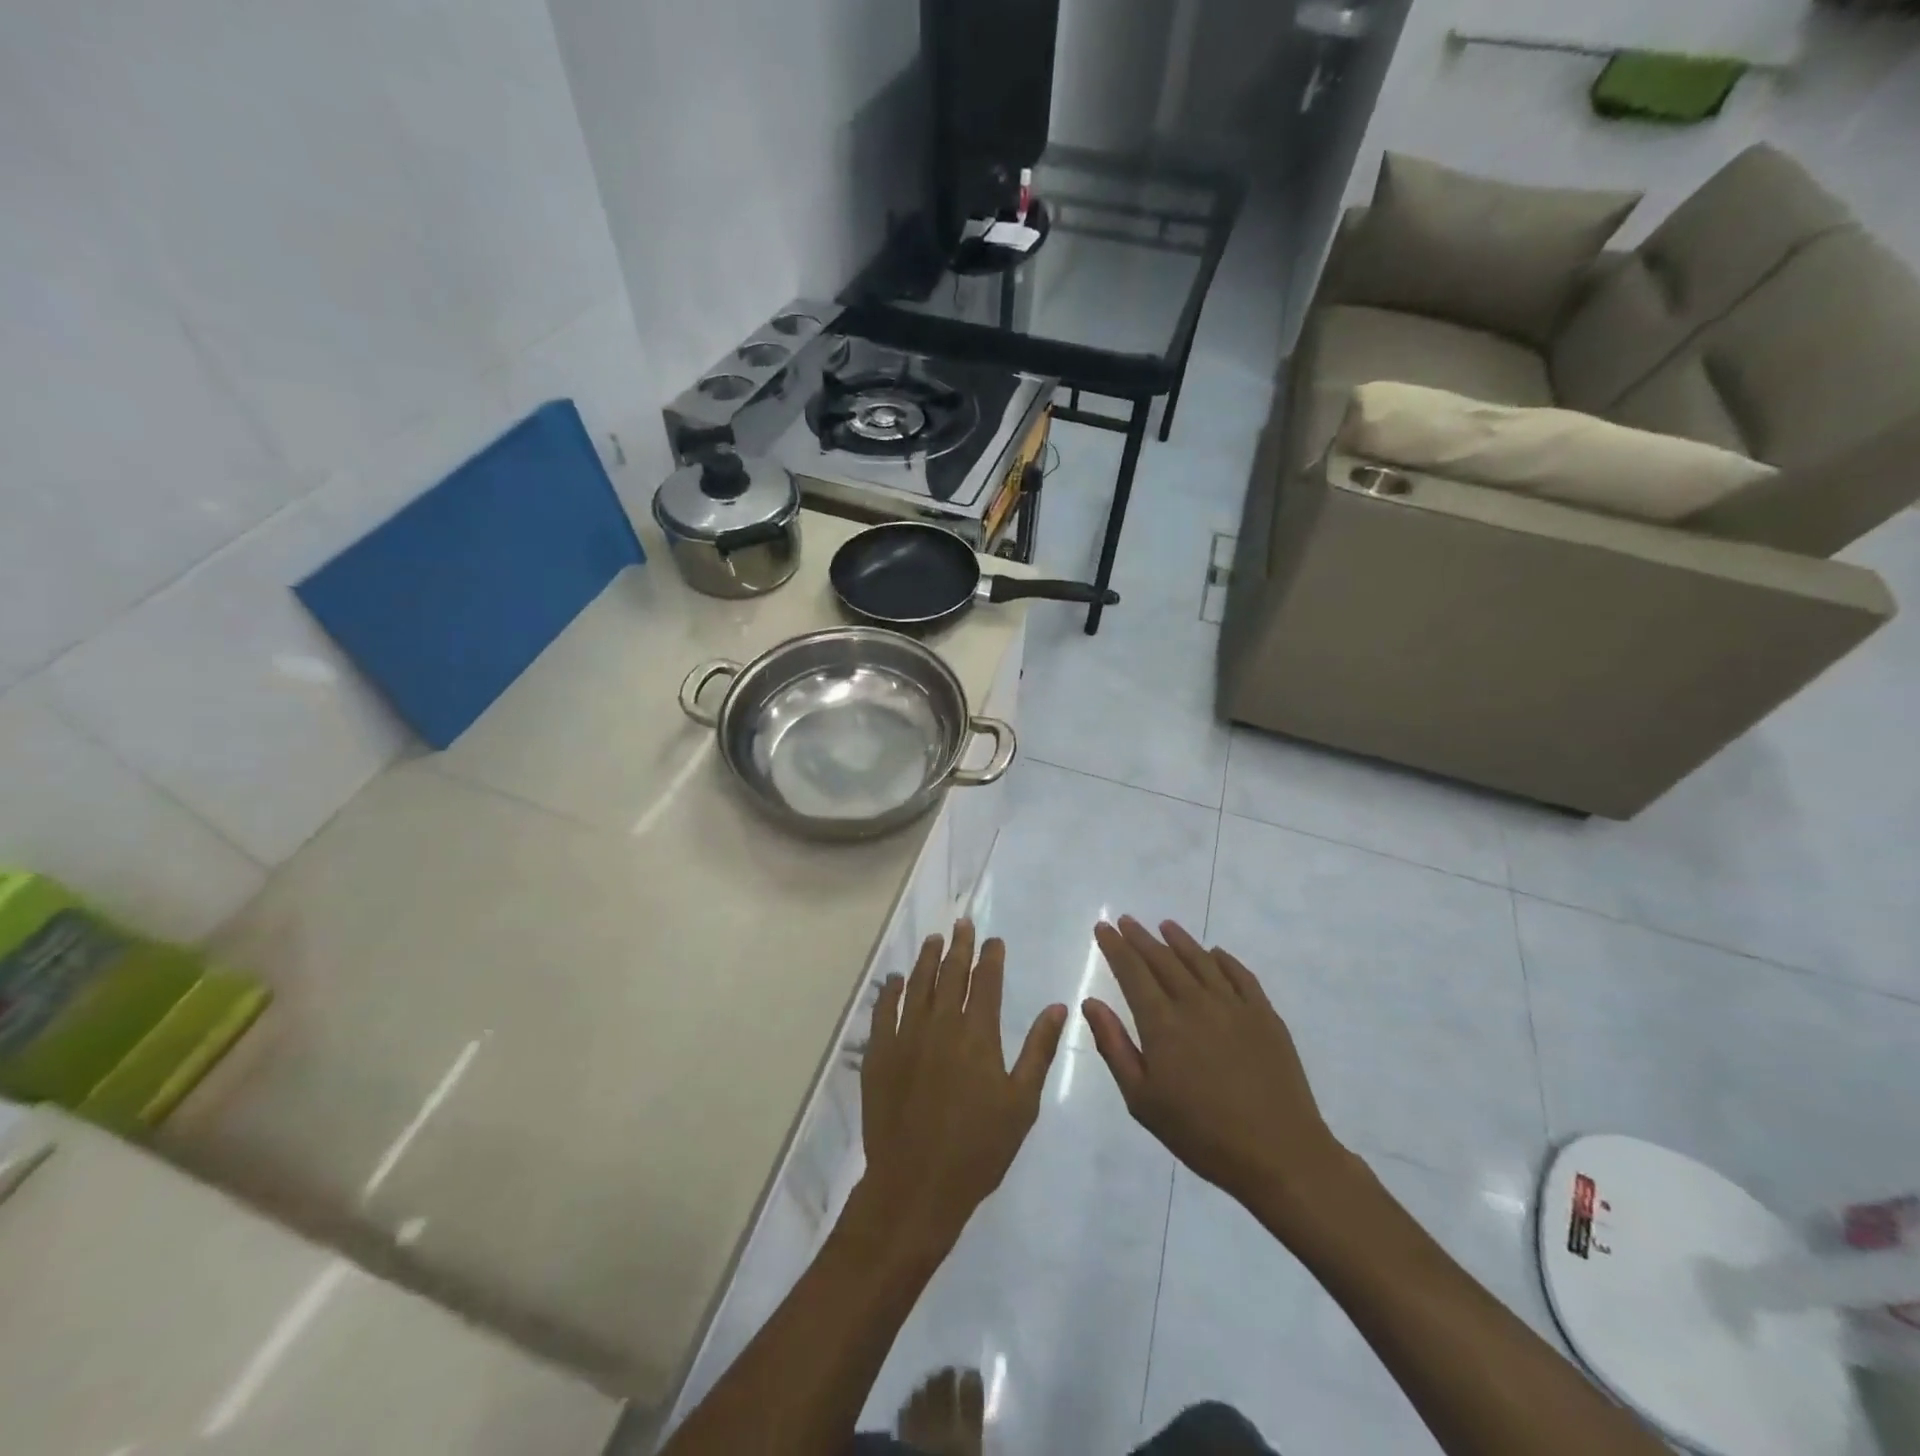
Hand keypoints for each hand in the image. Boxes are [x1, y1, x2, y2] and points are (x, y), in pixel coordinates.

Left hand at [856, 921, 1067, 1256]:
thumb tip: (1058, 1007)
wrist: (916, 1185)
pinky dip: (890, 991)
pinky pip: (883, 1011)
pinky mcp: (879, 1054)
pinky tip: (894, 979)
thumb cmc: (978, 1149)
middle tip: (963, 924)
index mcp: (977, 1035)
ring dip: (927, 959)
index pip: (985, 982)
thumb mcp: (1021, 1103)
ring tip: (934, 939)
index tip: (993, 940)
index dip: (990, 957)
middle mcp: (940, 1025)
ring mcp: (905, 1037)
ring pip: (917, 985)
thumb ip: (1038, 1050)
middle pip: (950, 974)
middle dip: (959, 946)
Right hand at [1084, 916, 1350, 1215]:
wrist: (1280, 1154)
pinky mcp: (1265, 1015)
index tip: (1103, 928)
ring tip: (1165, 925)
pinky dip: (1223, 959)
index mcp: (1162, 1023)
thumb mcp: (1142, 1099)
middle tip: (1126, 920)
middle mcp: (1196, 1003)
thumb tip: (1091, 1003)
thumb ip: (1114, 1046)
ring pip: (1201, 960)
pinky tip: (1214, 953)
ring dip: (1179, 940)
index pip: (1132, 972)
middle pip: (1163, 959)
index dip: (1115, 947)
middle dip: (1140, 938)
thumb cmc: (1201, 1133)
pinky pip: (1240, 975)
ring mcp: (1234, 1005)